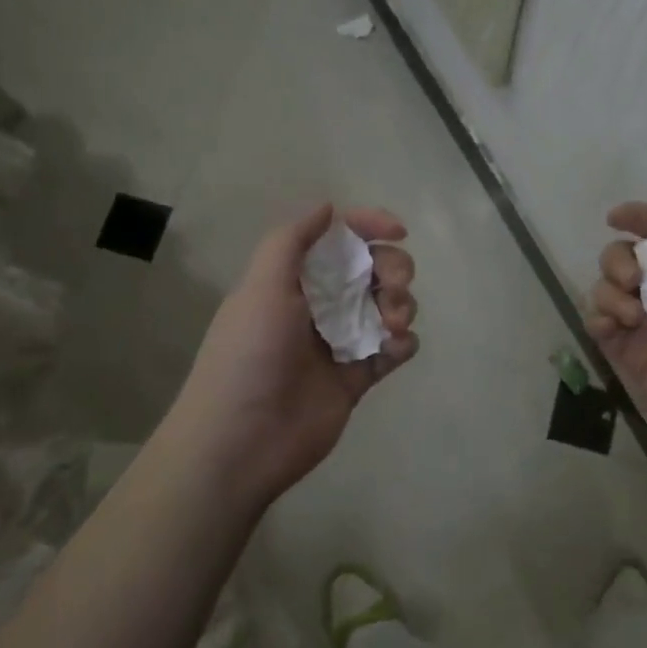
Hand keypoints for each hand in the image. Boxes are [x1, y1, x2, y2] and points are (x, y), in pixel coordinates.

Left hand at [166, 203, 418, 507]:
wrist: (242, 440)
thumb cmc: (249, 355)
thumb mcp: (261, 286)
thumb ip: (291, 241)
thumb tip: (328, 207)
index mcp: (295, 279)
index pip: (339, 239)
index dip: (369, 226)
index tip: (398, 230)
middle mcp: (319, 305)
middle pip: (372, 270)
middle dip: (393, 269)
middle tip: (392, 290)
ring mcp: (341, 341)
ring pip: (388, 306)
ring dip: (402, 305)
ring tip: (393, 325)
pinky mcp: (358, 377)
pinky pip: (393, 349)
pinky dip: (403, 343)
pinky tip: (395, 348)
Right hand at [587, 170, 646, 462]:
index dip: (636, 218)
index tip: (614, 217)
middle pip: (622, 258)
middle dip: (618, 261)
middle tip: (634, 282)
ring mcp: (646, 324)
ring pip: (605, 290)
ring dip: (609, 294)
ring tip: (632, 317)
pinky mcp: (630, 355)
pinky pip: (598, 325)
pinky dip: (598, 321)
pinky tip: (614, 330)